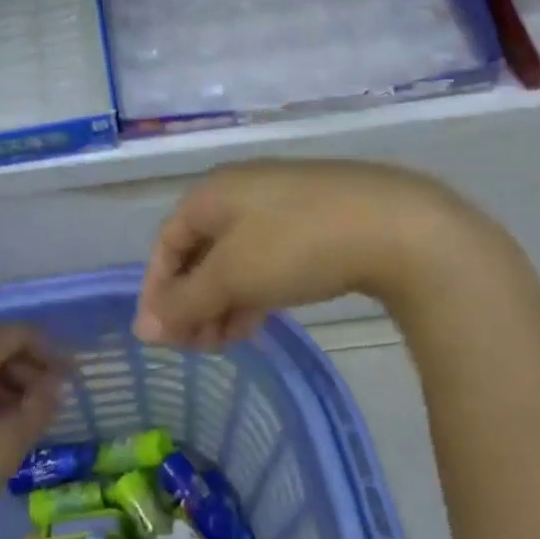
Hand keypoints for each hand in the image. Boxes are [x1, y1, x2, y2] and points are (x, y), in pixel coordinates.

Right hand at [135, 159, 492, 347]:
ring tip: (223, 344)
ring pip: (234, 259)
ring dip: (220, 302)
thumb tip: (142, 328)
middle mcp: (240, 192)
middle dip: (191, 302)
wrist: (397, 227)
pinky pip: (265, 259)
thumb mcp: (233, 275)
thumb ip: (184, 302)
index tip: (160, 336)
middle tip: (194, 347)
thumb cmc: (296, 244)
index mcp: (212, 193)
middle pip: (200, 251)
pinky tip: (255, 322)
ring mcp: (279, 205)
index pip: (167, 242)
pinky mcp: (313, 223)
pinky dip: (252, 291)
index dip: (157, 289)